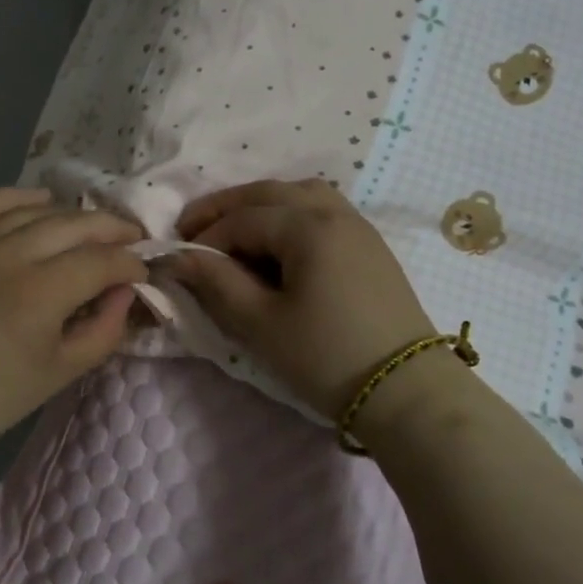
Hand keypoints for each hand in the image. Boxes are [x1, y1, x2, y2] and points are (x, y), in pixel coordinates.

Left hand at [0, 187, 147, 465]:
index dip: (130, 263)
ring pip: (37, 211)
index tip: (141, 271)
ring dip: (72, 216)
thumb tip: (126, 288)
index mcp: (38, 294)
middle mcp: (7, 255)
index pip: (101, 261)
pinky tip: (41, 205)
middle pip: (75, 225)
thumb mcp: (63, 371)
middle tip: (130, 238)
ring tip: (91, 228)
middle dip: (111, 230)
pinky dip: (21, 199)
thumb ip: (106, 327)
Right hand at [169, 179, 435, 420]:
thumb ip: (215, 281)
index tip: (178, 261)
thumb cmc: (325, 357)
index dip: (204, 238)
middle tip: (192, 230)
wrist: (406, 391)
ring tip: (235, 232)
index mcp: (307, 226)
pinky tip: (277, 244)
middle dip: (225, 208)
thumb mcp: (260, 322)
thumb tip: (176, 256)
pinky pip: (321, 210)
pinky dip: (289, 214)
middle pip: (267, 192)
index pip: (241, 219)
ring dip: (259, 206)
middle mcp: (334, 212)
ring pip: (298, 194)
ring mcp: (357, 225)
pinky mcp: (369, 244)